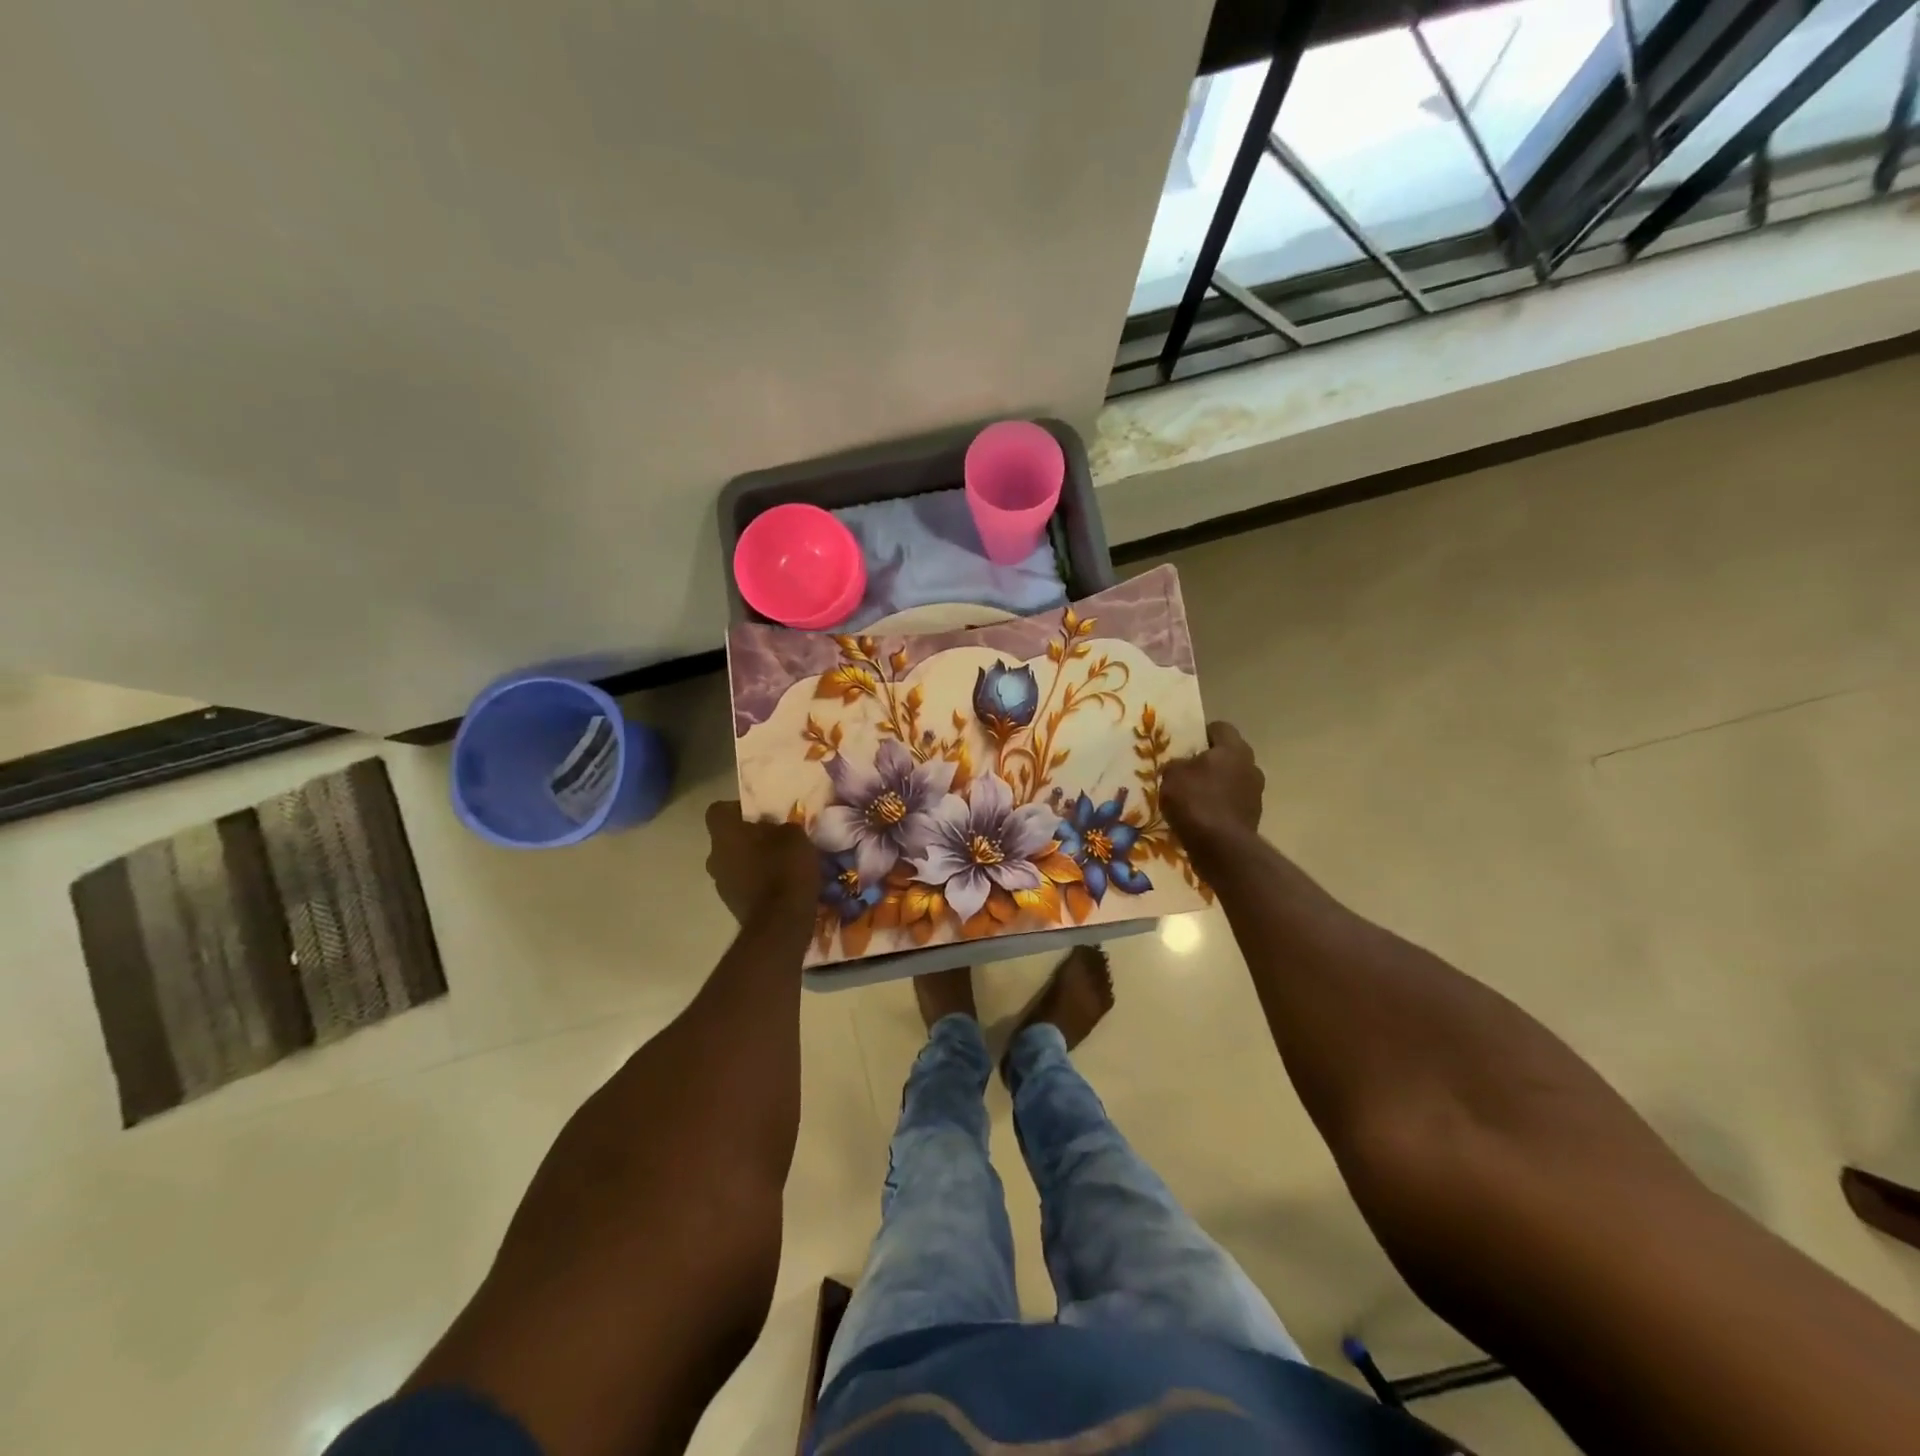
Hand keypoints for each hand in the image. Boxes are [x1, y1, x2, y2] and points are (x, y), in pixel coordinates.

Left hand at [703, 801, 815, 924]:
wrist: (781, 923)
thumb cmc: (785, 869)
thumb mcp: (795, 835)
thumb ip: (782, 826)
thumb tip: (779, 827)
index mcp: (724, 833)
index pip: (718, 810)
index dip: (738, 810)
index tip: (761, 814)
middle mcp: (714, 856)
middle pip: (727, 838)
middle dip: (747, 837)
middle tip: (774, 838)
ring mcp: (720, 883)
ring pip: (734, 862)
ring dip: (751, 861)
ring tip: (780, 864)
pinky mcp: (732, 905)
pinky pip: (743, 884)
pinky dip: (756, 882)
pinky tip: (779, 885)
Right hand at [1160, 722, 1263, 866]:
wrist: (1220, 847)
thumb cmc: (1195, 800)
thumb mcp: (1172, 775)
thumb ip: (1177, 764)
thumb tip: (1182, 766)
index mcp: (1234, 749)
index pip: (1220, 728)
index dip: (1202, 733)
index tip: (1186, 745)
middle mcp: (1251, 766)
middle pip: (1228, 756)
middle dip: (1209, 762)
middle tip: (1186, 771)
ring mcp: (1256, 793)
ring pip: (1231, 780)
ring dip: (1215, 785)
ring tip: (1192, 797)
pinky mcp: (1253, 817)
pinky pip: (1232, 803)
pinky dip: (1219, 807)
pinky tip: (1201, 817)